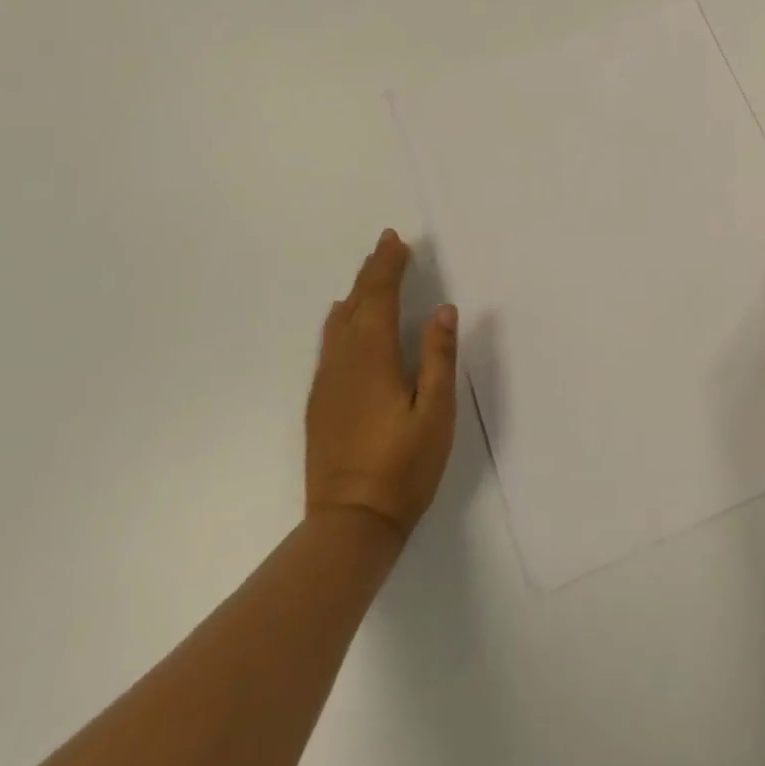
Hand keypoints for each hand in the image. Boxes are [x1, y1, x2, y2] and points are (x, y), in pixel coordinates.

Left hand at [306, 230, 457, 538]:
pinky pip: (329, 344)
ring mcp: (327, 383)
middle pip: (355, 304)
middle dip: (371, 272)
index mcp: (372, 358)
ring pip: (338, 323)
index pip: (378, 298)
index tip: (397, 241)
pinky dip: (340, 320)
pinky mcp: (321, 403)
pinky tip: (341, 318)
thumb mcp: (435, 412)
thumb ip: (438, 357)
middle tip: (386, 244)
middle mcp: (343, 362)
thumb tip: (443, 308)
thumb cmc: (402, 467)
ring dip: (356, 292)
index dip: (388, 267)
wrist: (349, 525)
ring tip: (369, 272)